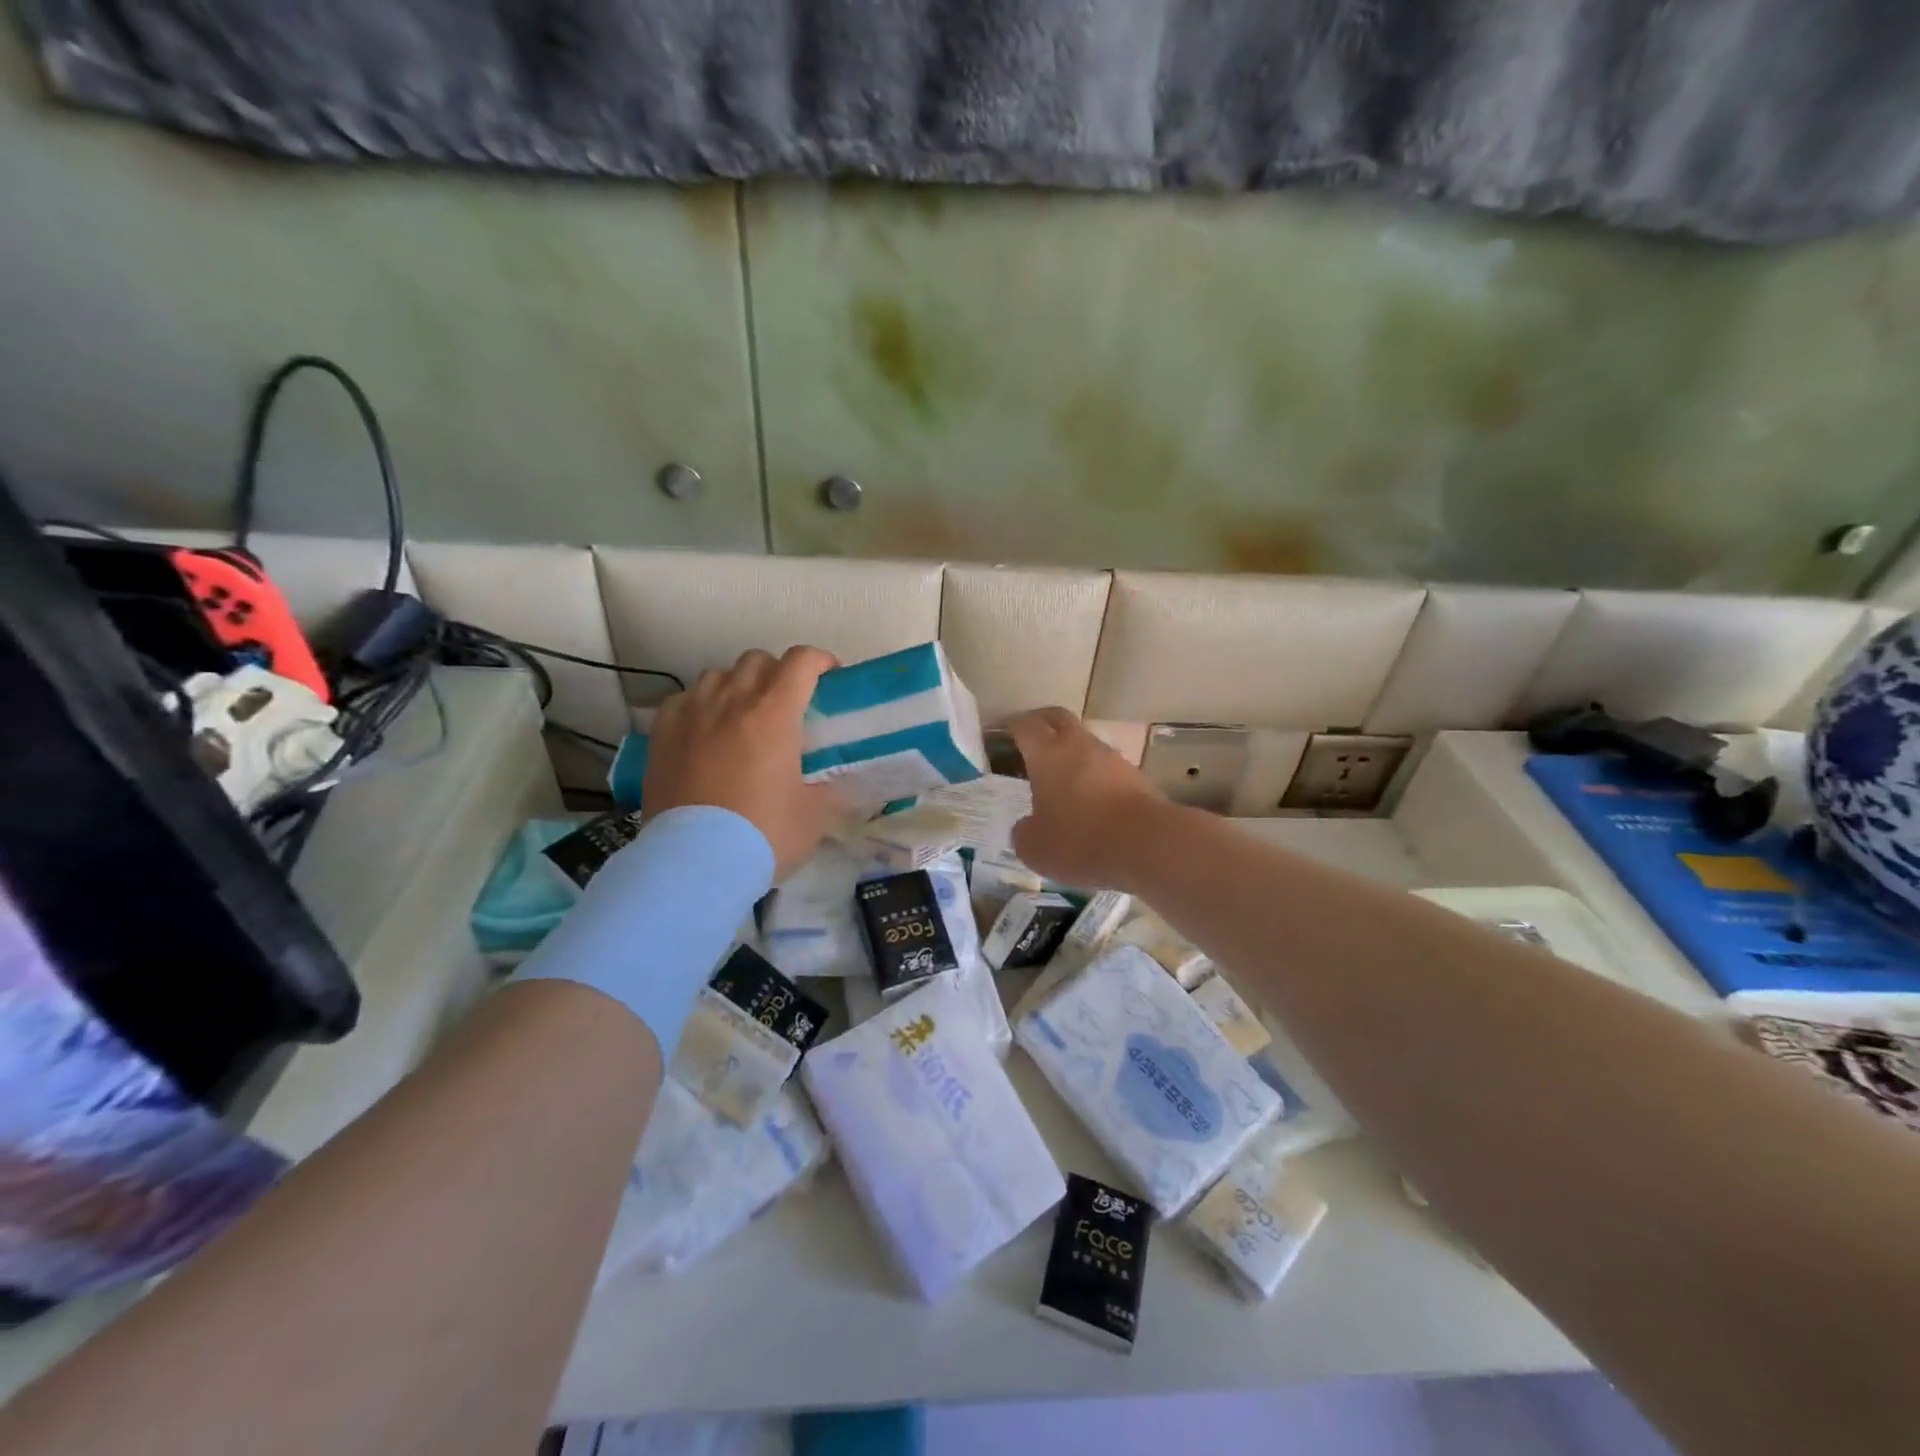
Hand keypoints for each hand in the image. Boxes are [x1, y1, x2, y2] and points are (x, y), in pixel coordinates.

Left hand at [644, 646, 843, 877]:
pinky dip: (701, 704)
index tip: (830, 676)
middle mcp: (731, 701)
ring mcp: (691, 714)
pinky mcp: (661, 733)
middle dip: (778, 673)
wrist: (694, 863)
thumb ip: (827, 788)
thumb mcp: (814, 816)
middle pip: (757, 660)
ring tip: (743, 715)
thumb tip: (832, 782)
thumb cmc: (763, 835)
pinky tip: (704, 729)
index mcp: (775, 714)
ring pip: (718, 674)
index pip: (801, 661)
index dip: (820, 660)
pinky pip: (684, 699)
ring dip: (738, 685)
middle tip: (788, 703)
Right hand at [1005, 707, 1167, 888]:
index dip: (1012, 726)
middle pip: (1058, 719)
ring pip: (1085, 742)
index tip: (1003, 732)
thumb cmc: (1081, 840)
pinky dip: (1093, 776)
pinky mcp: (1135, 777)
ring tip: (1060, 776)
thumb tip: (1027, 826)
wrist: (1149, 844)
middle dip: (1042, 722)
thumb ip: (1024, 832)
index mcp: (1047, 754)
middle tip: (1029, 737)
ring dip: (1071, 752)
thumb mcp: (1035, 847)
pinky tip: (1089, 800)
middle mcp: (1079, 746)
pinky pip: (1105, 768)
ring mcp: (1112, 759)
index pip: (1025, 725)